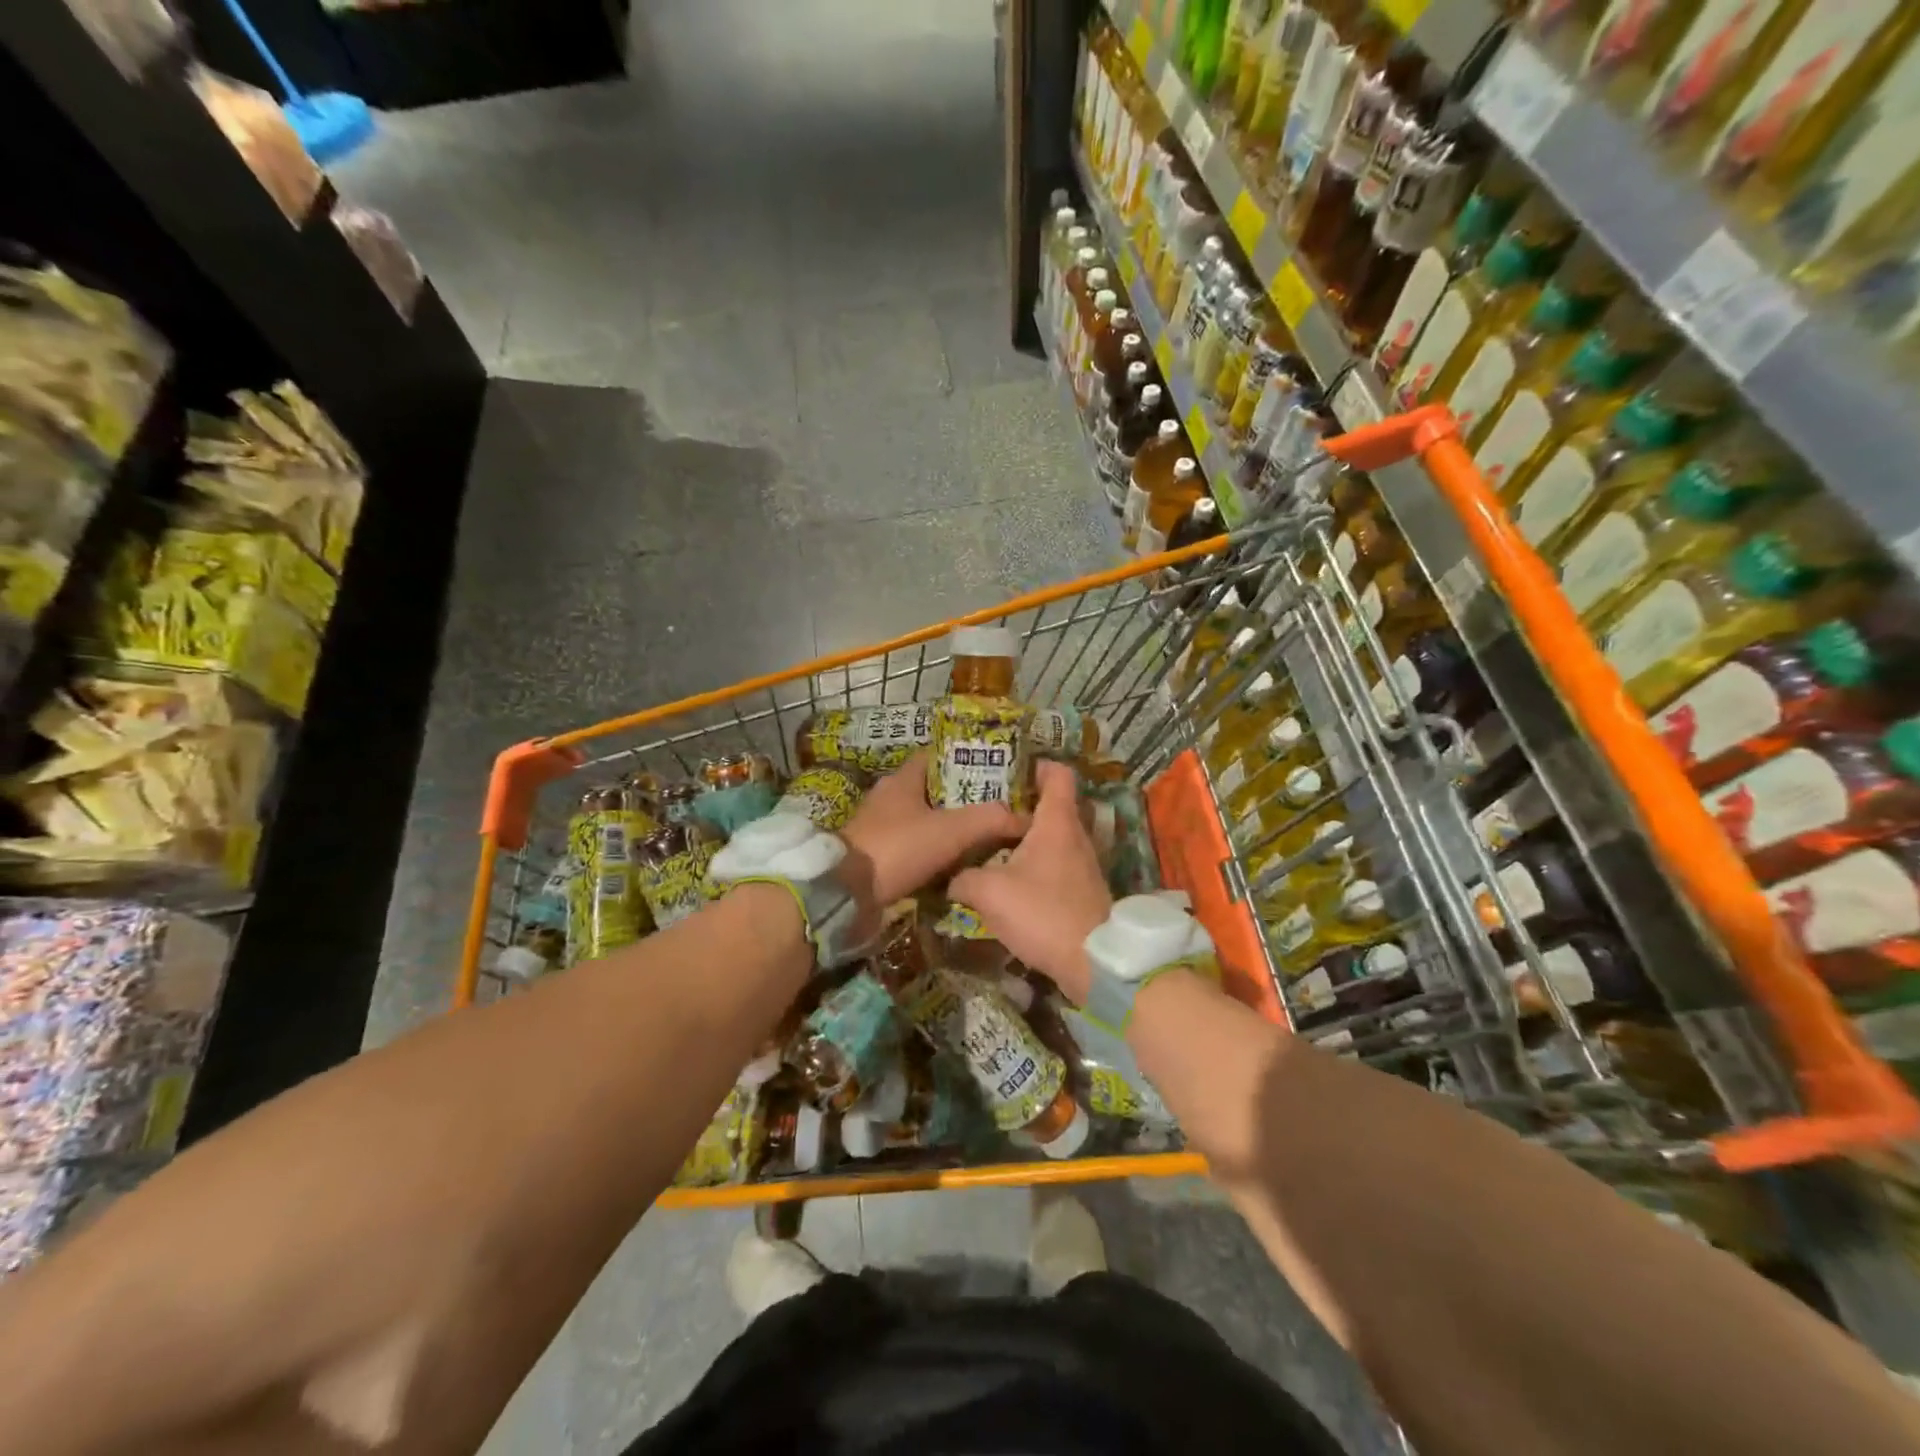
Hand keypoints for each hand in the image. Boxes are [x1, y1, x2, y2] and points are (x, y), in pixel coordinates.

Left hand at [837, 752, 1025, 933]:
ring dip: (950, 829)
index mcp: (902, 779)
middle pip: (934, 790)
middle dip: (964, 798)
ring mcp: (880, 828)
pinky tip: (957, 864)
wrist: (846, 894)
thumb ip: (990, 819)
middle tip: (998, 808)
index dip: (966, 759)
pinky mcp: (877, 856)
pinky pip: (914, 848)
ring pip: (924, 821)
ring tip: (985, 838)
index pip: (938, 756)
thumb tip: (1025, 817)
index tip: (997, 770)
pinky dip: (934, 853)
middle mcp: (889, 798)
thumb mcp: (951, 830)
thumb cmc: (898, 848)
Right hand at [950, 760, 1111, 1001]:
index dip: (1036, 765)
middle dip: (1023, 803)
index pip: (1058, 774)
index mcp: (1057, 822)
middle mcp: (1076, 836)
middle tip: (989, 807)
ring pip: (1054, 836)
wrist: (1092, 962)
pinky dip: (1036, 862)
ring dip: (1028, 836)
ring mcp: (1084, 864)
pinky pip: (1057, 863)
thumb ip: (964, 877)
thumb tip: (952, 877)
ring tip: (993, 842)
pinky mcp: (1083, 890)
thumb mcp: (989, 892)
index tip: (1009, 769)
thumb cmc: (1042, 913)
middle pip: (1053, 805)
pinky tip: (1011, 877)